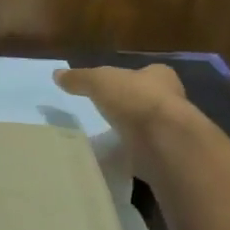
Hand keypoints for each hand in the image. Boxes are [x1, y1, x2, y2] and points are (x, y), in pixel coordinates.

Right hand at [54, 64, 191, 176]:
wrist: (164, 140)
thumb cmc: (135, 100)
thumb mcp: (99, 82)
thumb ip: (80, 78)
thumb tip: (57, 74)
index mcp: (160, 76)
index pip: (147, 73)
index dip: (130, 78)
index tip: (112, 88)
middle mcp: (172, 100)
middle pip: (148, 100)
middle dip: (130, 106)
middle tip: (107, 113)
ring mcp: (171, 130)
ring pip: (148, 127)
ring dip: (131, 131)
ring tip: (106, 137)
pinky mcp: (167, 154)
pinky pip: (145, 151)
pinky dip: (132, 153)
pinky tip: (115, 157)